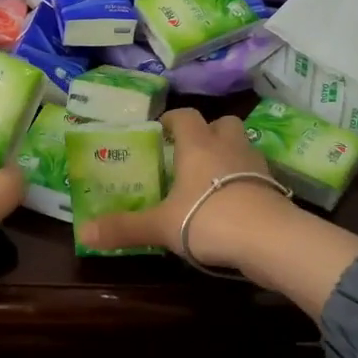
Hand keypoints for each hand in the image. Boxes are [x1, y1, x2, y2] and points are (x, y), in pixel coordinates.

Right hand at [77, 107, 294, 269]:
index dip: (172, 120)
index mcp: (198, 145)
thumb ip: (124, 228)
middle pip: (222, 124)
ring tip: (210, 179)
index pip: (186, 116)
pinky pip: (256, 175)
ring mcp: (256, 165)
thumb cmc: (208, 219)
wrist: (270, 240)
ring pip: (242, 147)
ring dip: (228, 155)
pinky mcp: (275, 188)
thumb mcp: (161, 226)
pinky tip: (232, 203)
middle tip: (189, 153)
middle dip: (207, 132)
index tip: (160, 131)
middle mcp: (229, 146)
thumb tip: (83, 233)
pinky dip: (244, 182)